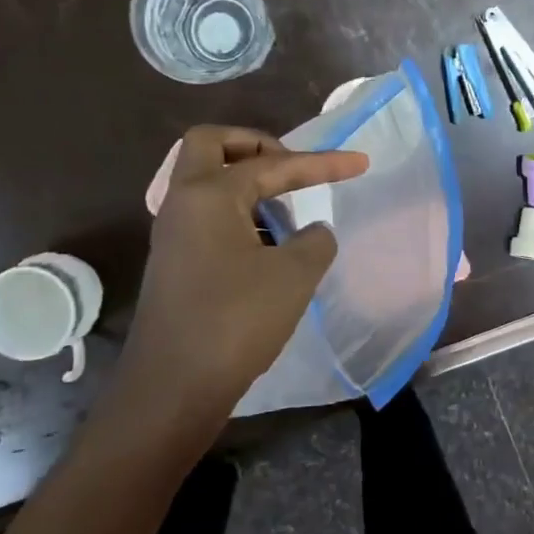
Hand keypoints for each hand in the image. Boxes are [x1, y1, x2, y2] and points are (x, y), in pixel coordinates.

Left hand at [119, 126, 367, 432]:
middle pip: (211, 146)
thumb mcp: (294, 276)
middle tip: (290, 168)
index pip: (273, 165)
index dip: (321, 163)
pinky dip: (239, 217)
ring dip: (247, 186)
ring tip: (287, 219)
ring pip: (207, 184)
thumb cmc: (236, 321)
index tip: (360, 164)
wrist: (173, 387)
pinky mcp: (175, 263)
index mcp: (208, 195)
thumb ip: (315, 241)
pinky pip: (207, 218)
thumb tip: (312, 233)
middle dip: (256, 146)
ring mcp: (173, 234)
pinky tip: (267, 250)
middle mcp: (182, 203)